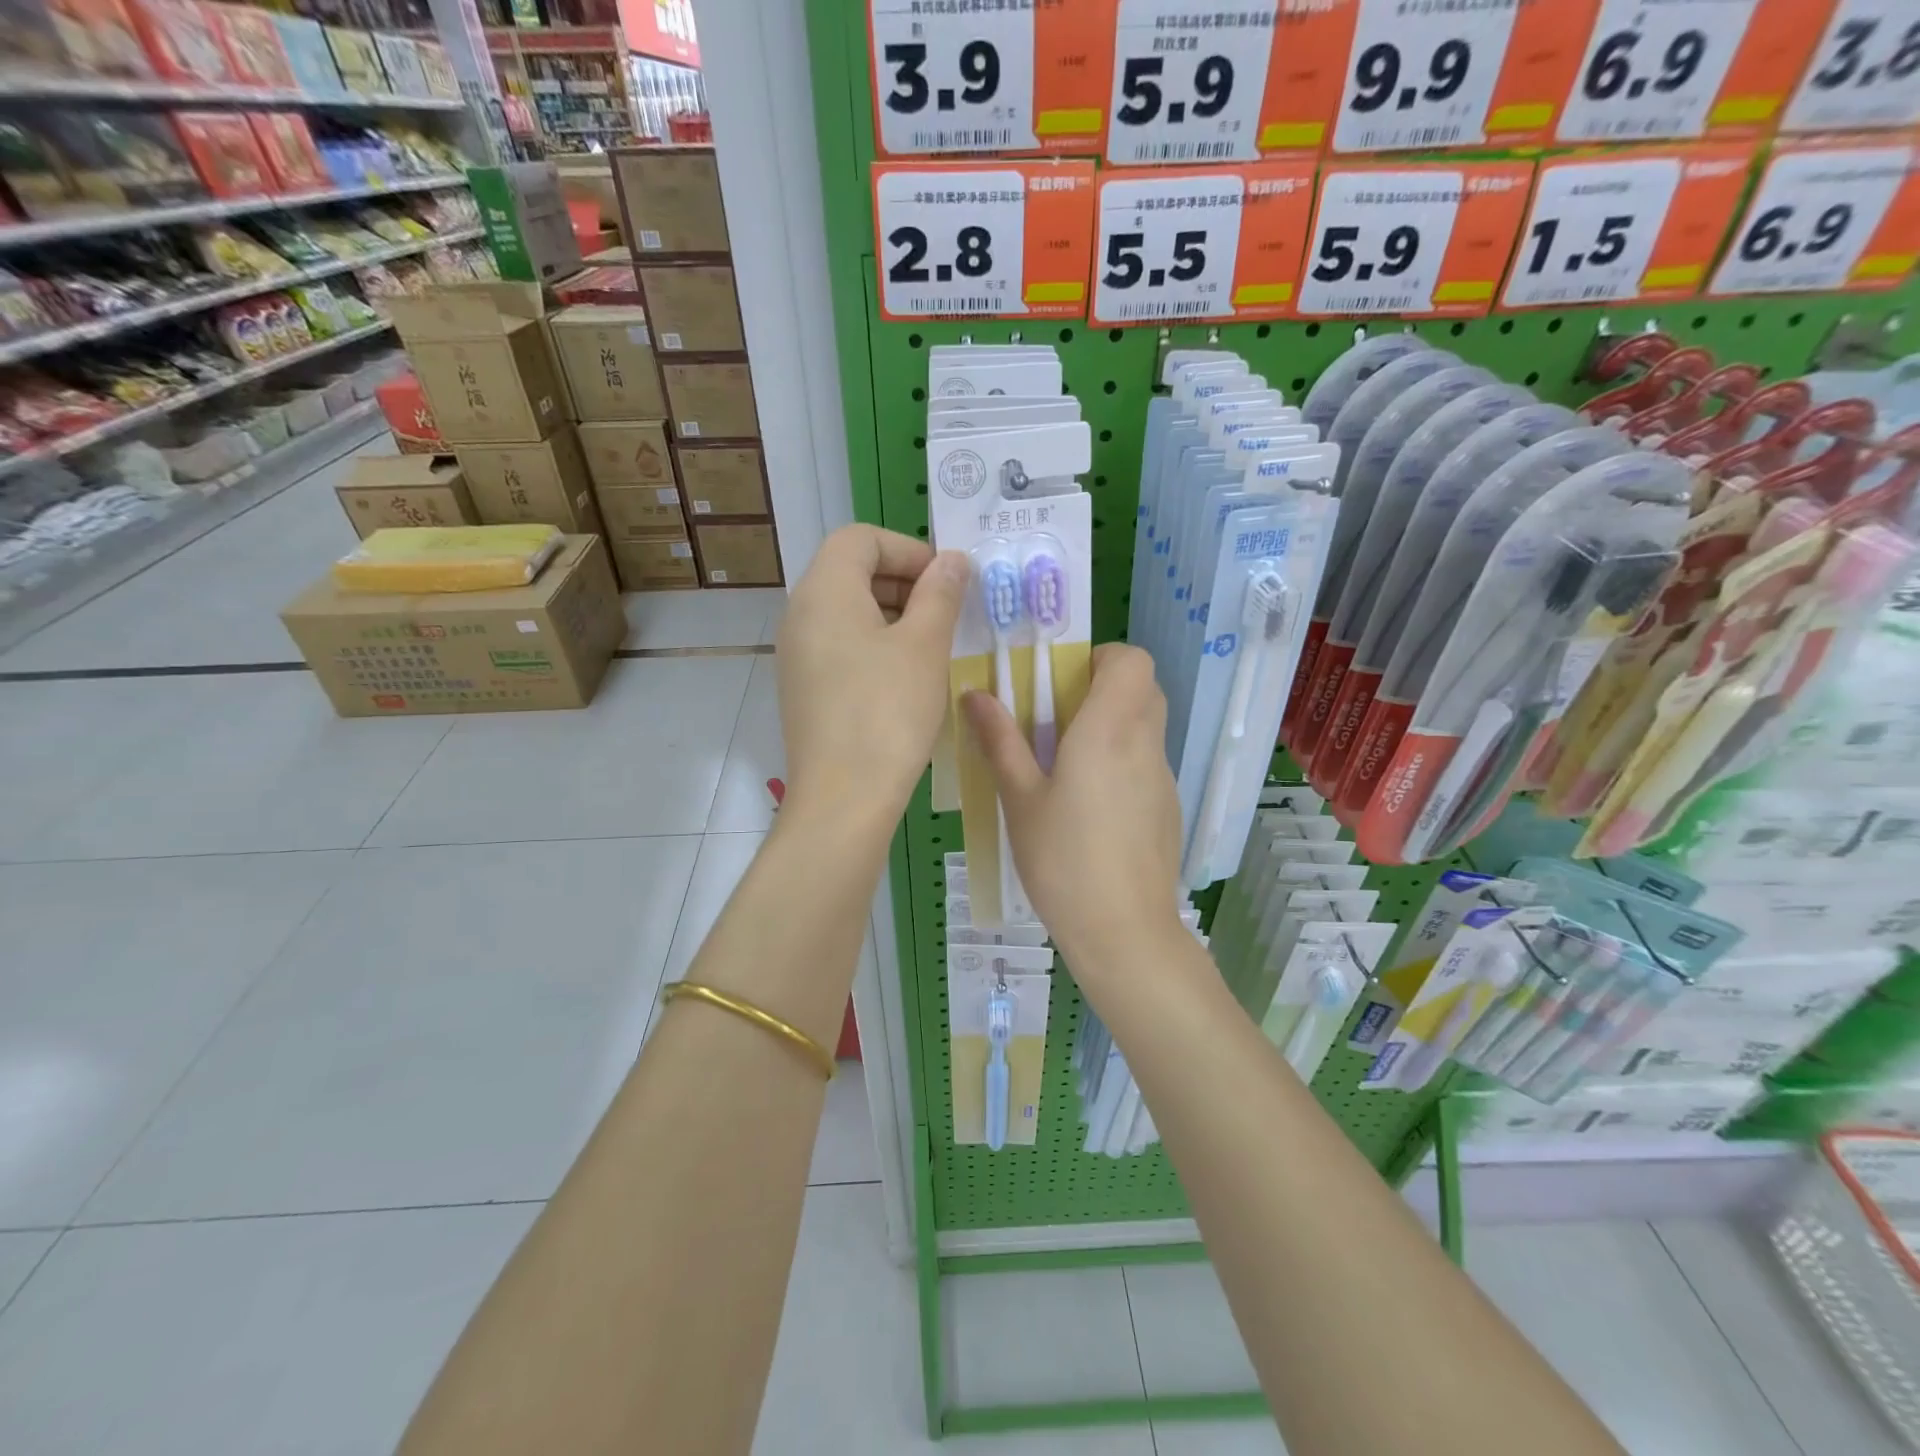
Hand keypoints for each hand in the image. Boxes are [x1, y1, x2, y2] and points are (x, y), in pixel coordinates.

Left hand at [777, 525, 968, 821]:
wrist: (843, 798)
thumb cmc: (887, 712)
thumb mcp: (924, 646)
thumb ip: (940, 593)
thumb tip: (953, 560)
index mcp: (824, 591)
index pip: (861, 538)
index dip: (908, 549)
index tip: (946, 581)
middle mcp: (800, 614)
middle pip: (852, 571)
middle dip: (904, 581)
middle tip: (948, 612)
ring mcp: (797, 654)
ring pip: (848, 612)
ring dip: (894, 615)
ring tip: (934, 645)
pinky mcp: (804, 688)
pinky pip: (841, 646)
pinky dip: (875, 645)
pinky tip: (907, 677)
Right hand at [962, 644, 1186, 968]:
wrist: (1124, 932)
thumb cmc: (1063, 861)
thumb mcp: (1020, 799)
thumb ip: (1001, 741)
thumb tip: (976, 693)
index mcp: (1109, 730)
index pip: (1132, 660)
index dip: (1100, 658)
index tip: (1062, 682)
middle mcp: (1145, 744)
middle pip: (1143, 687)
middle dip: (1102, 688)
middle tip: (1057, 718)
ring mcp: (1163, 777)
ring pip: (1146, 725)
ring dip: (1112, 724)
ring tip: (1066, 764)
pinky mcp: (1167, 807)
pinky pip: (1147, 761)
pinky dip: (1122, 759)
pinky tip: (1089, 806)